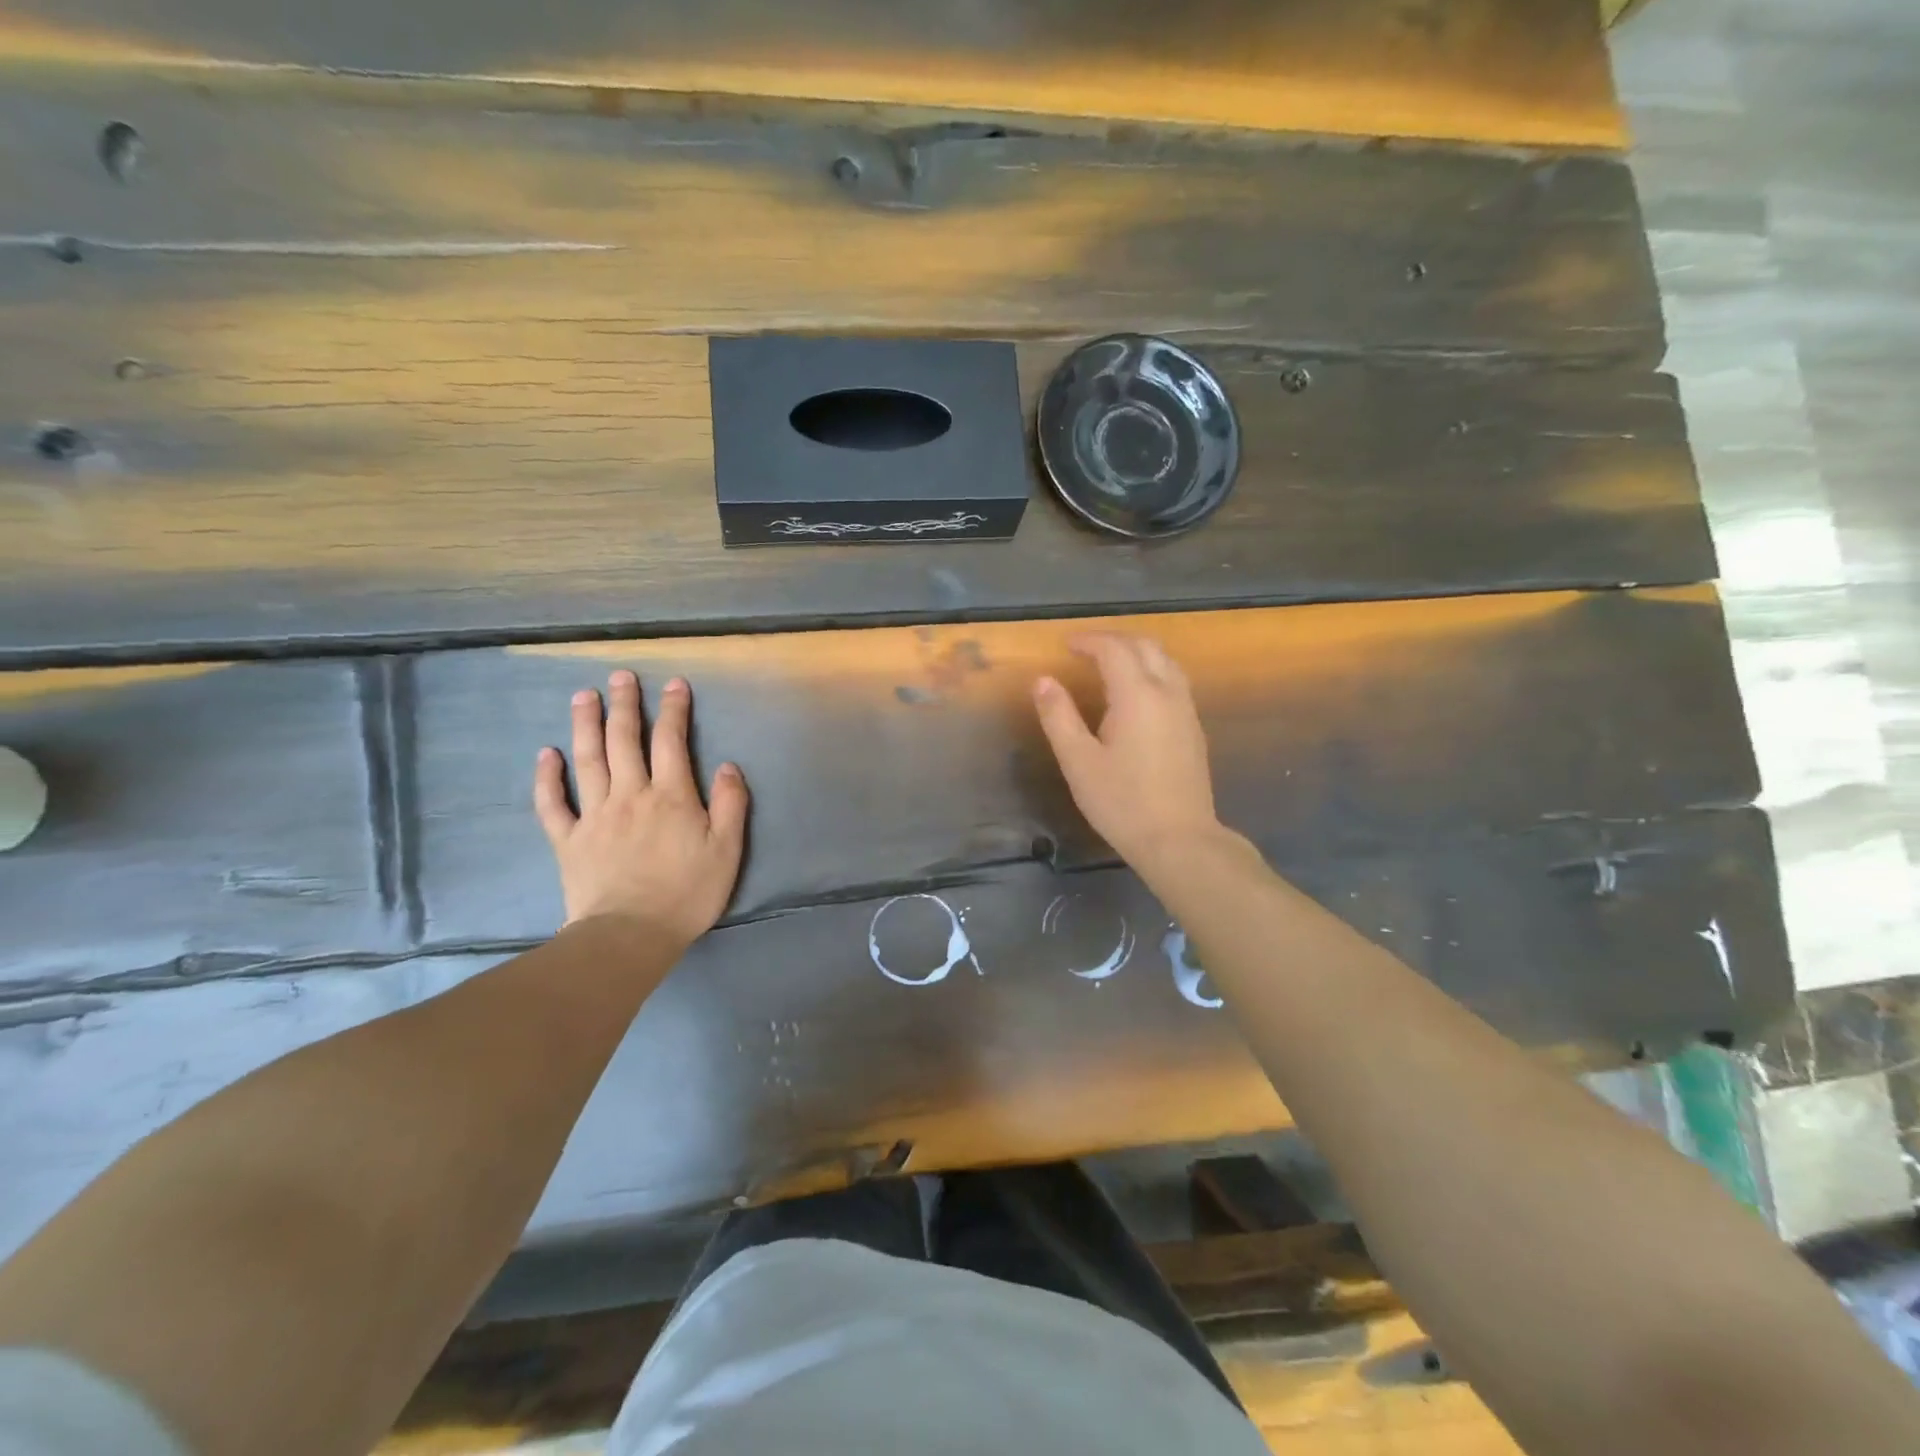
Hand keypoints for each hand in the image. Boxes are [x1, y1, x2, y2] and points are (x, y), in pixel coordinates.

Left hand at [533, 670, 749, 945]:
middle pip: (624, 740)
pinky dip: (547, 778)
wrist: (630, 934)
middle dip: (625, 705)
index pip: (671, 742)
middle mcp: (631, 795)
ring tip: (584, 696)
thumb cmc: (687, 893)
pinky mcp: (569, 840)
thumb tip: (728, 765)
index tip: (673, 684)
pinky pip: (553, 804)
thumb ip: (731, 805)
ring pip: (587, 760)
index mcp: (671, 796)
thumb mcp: (727, 850)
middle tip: (620, 677)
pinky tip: (546, 754)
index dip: (673, 710)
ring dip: (585, 725)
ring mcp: (595, 815)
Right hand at [1033, 634, 1226, 869]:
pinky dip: (1152, 670)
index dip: (1089, 641)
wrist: (1179, 840)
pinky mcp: (1194, 728)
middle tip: (1085, 649)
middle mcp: (1167, 692)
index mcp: (1137, 695)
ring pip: (1165, 661)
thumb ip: (1059, 717)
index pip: (1114, 649)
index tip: (1066, 644)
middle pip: (1145, 646)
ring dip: (1136, 652)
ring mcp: (1186, 710)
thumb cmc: (1122, 802)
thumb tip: (1042, 681)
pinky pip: (1174, 680)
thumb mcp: (1078, 761)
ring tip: (1109, 663)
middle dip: (1114, 639)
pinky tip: (1136, 693)